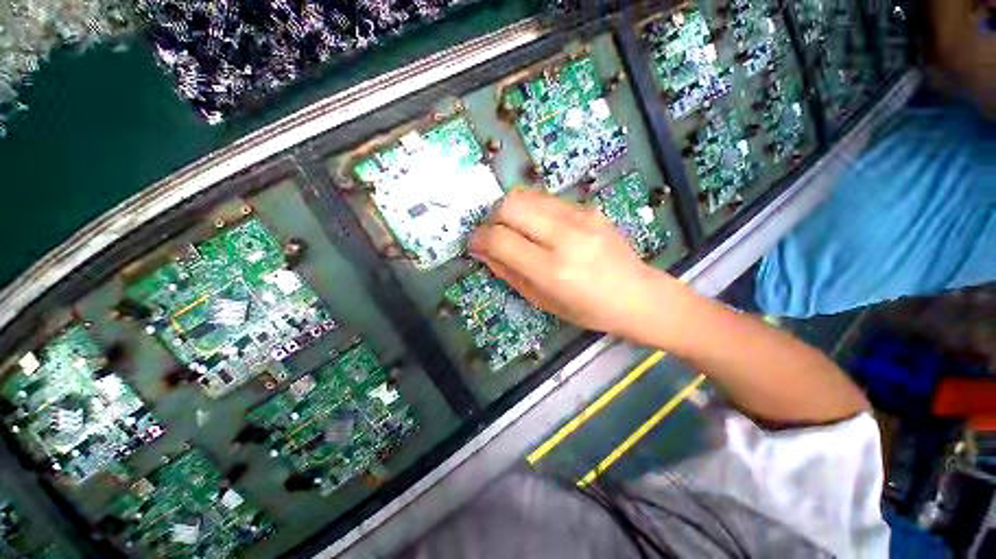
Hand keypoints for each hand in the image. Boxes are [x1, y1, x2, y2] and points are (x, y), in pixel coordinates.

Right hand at [469, 188, 687, 342]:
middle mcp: (565, 237)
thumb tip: (483, 251)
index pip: (501, 240)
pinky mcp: (588, 208)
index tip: (475, 244)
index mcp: (552, 270)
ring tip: (515, 229)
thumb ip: (509, 272)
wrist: (637, 294)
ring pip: (526, 195)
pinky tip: (539, 227)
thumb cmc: (588, 309)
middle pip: (510, 205)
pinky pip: (546, 199)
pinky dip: (531, 210)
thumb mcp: (542, 300)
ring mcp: (580, 217)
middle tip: (495, 234)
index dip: (479, 239)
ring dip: (510, 210)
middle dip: (492, 218)